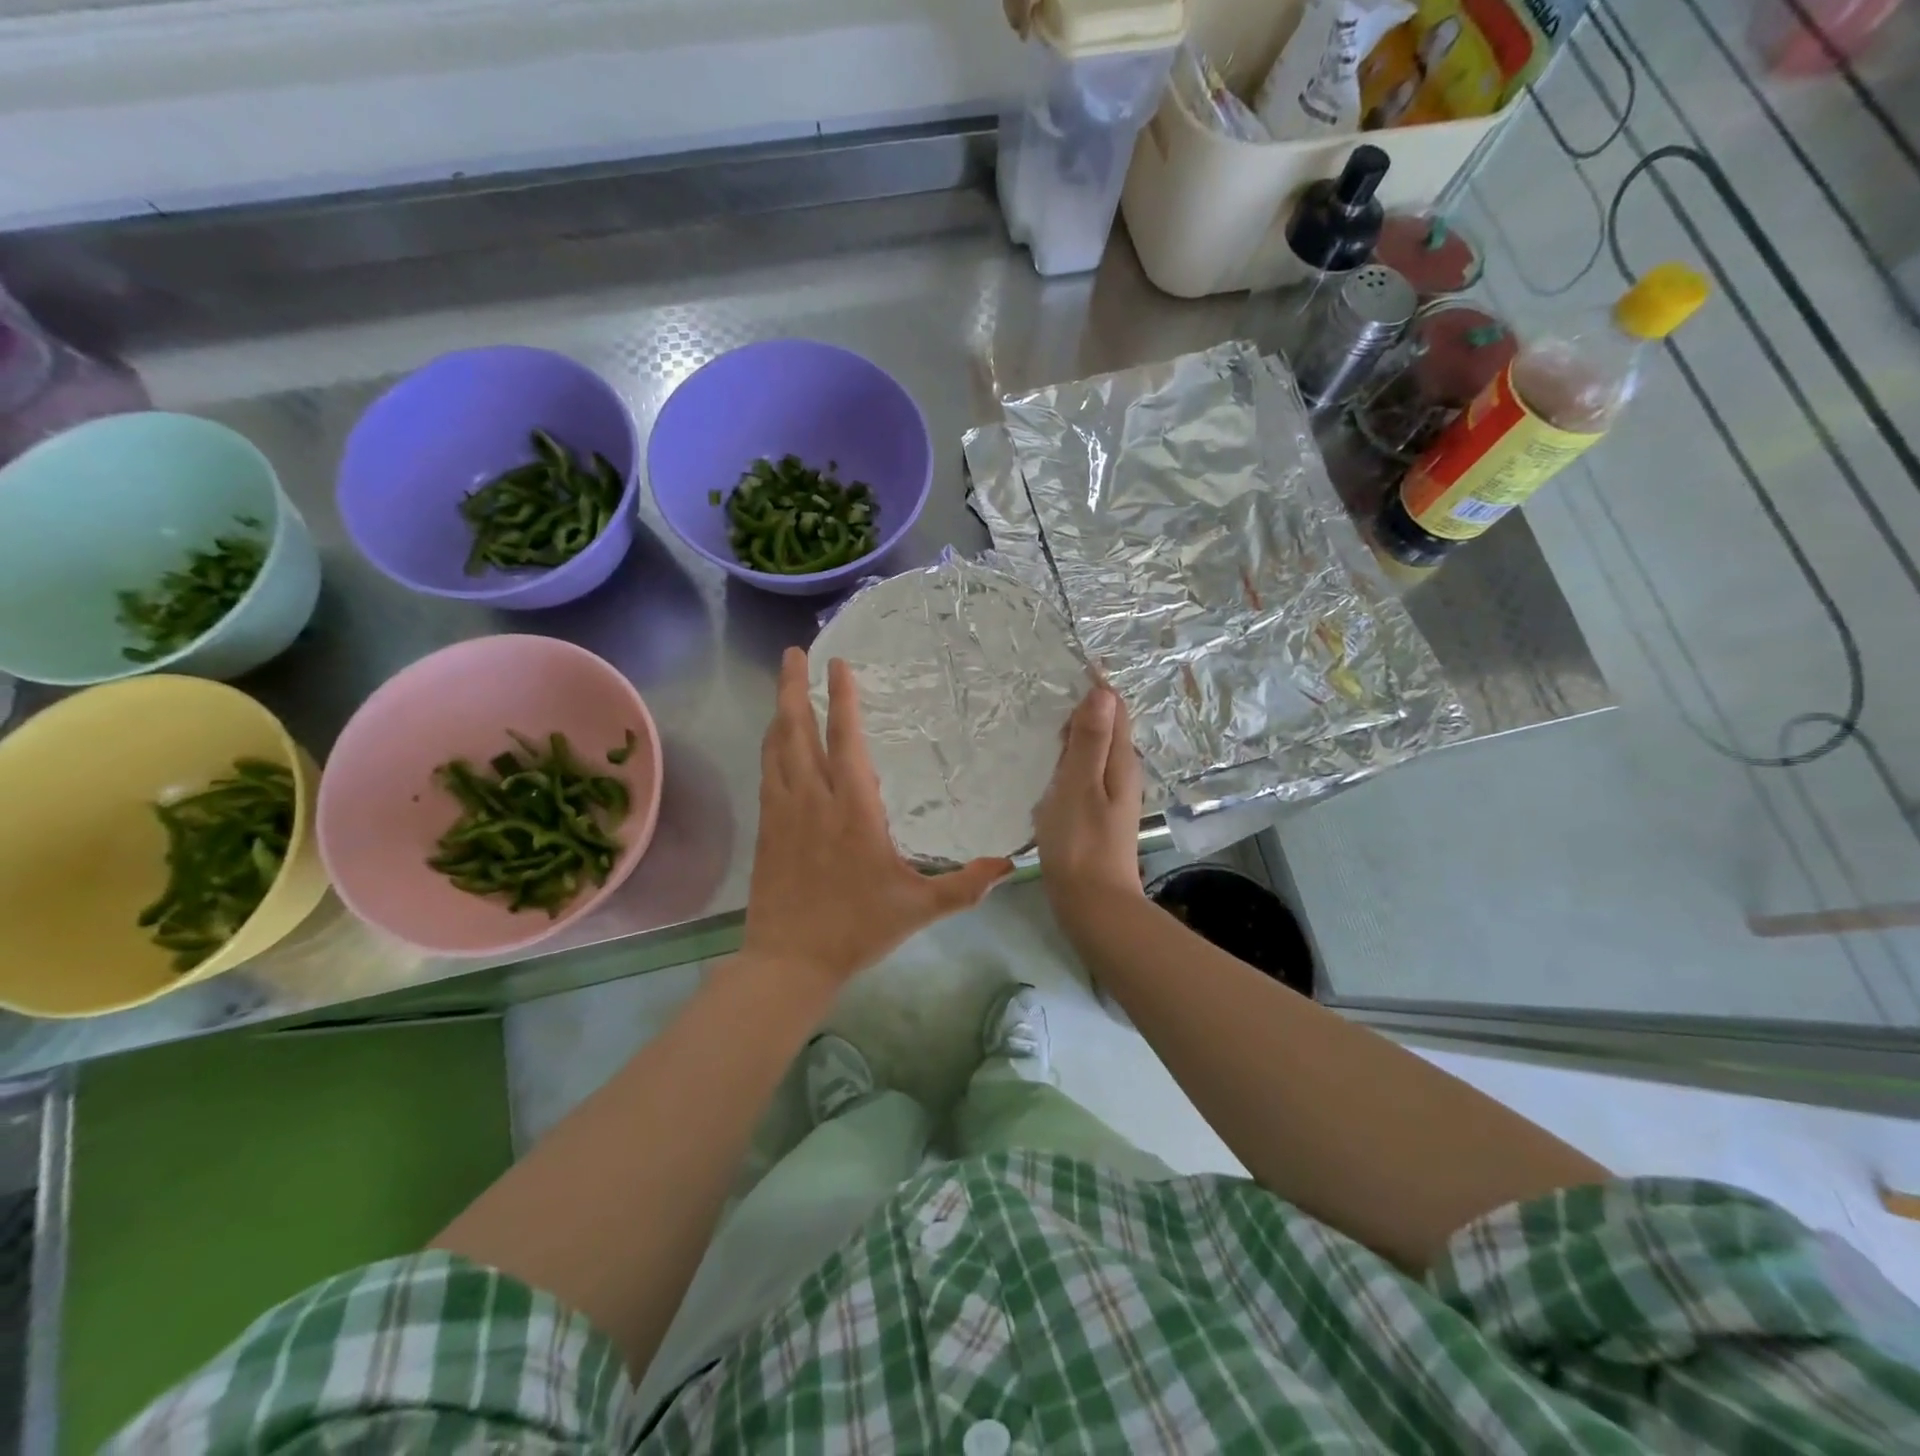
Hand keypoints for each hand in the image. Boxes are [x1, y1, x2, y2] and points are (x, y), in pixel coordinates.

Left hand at [743, 648, 1012, 989]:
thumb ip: (966, 885)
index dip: (841, 699)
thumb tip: (1012, 865)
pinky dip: (770, 748)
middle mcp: (814, 800)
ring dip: (780, 712)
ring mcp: (784, 813)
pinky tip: (773, 740)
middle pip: (798, 732)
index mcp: (853, 811)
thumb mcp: (920, 909)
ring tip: (783, 684)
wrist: (789, 961)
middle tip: (792, 653)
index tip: (837, 664)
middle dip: (794, 688)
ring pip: (777, 749)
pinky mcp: (767, 829)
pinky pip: (767, 775)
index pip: (846, 741)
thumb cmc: (857, 929)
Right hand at [1035, 685, 1144, 923]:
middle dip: (1081, 707)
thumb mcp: (1080, 785)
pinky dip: (1067, 761)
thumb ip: (1090, 741)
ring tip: (1038, 723)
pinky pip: (1083, 773)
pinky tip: (1045, 768)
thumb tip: (1103, 692)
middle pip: (1106, 727)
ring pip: (1093, 751)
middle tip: (1042, 693)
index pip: (1115, 709)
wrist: (1092, 904)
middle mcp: (1121, 773)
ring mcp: (1110, 795)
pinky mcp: (1095, 813)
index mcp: (1121, 762)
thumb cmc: (1081, 843)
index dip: (1095, 687)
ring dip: (1072, 735)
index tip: (1065, 668)